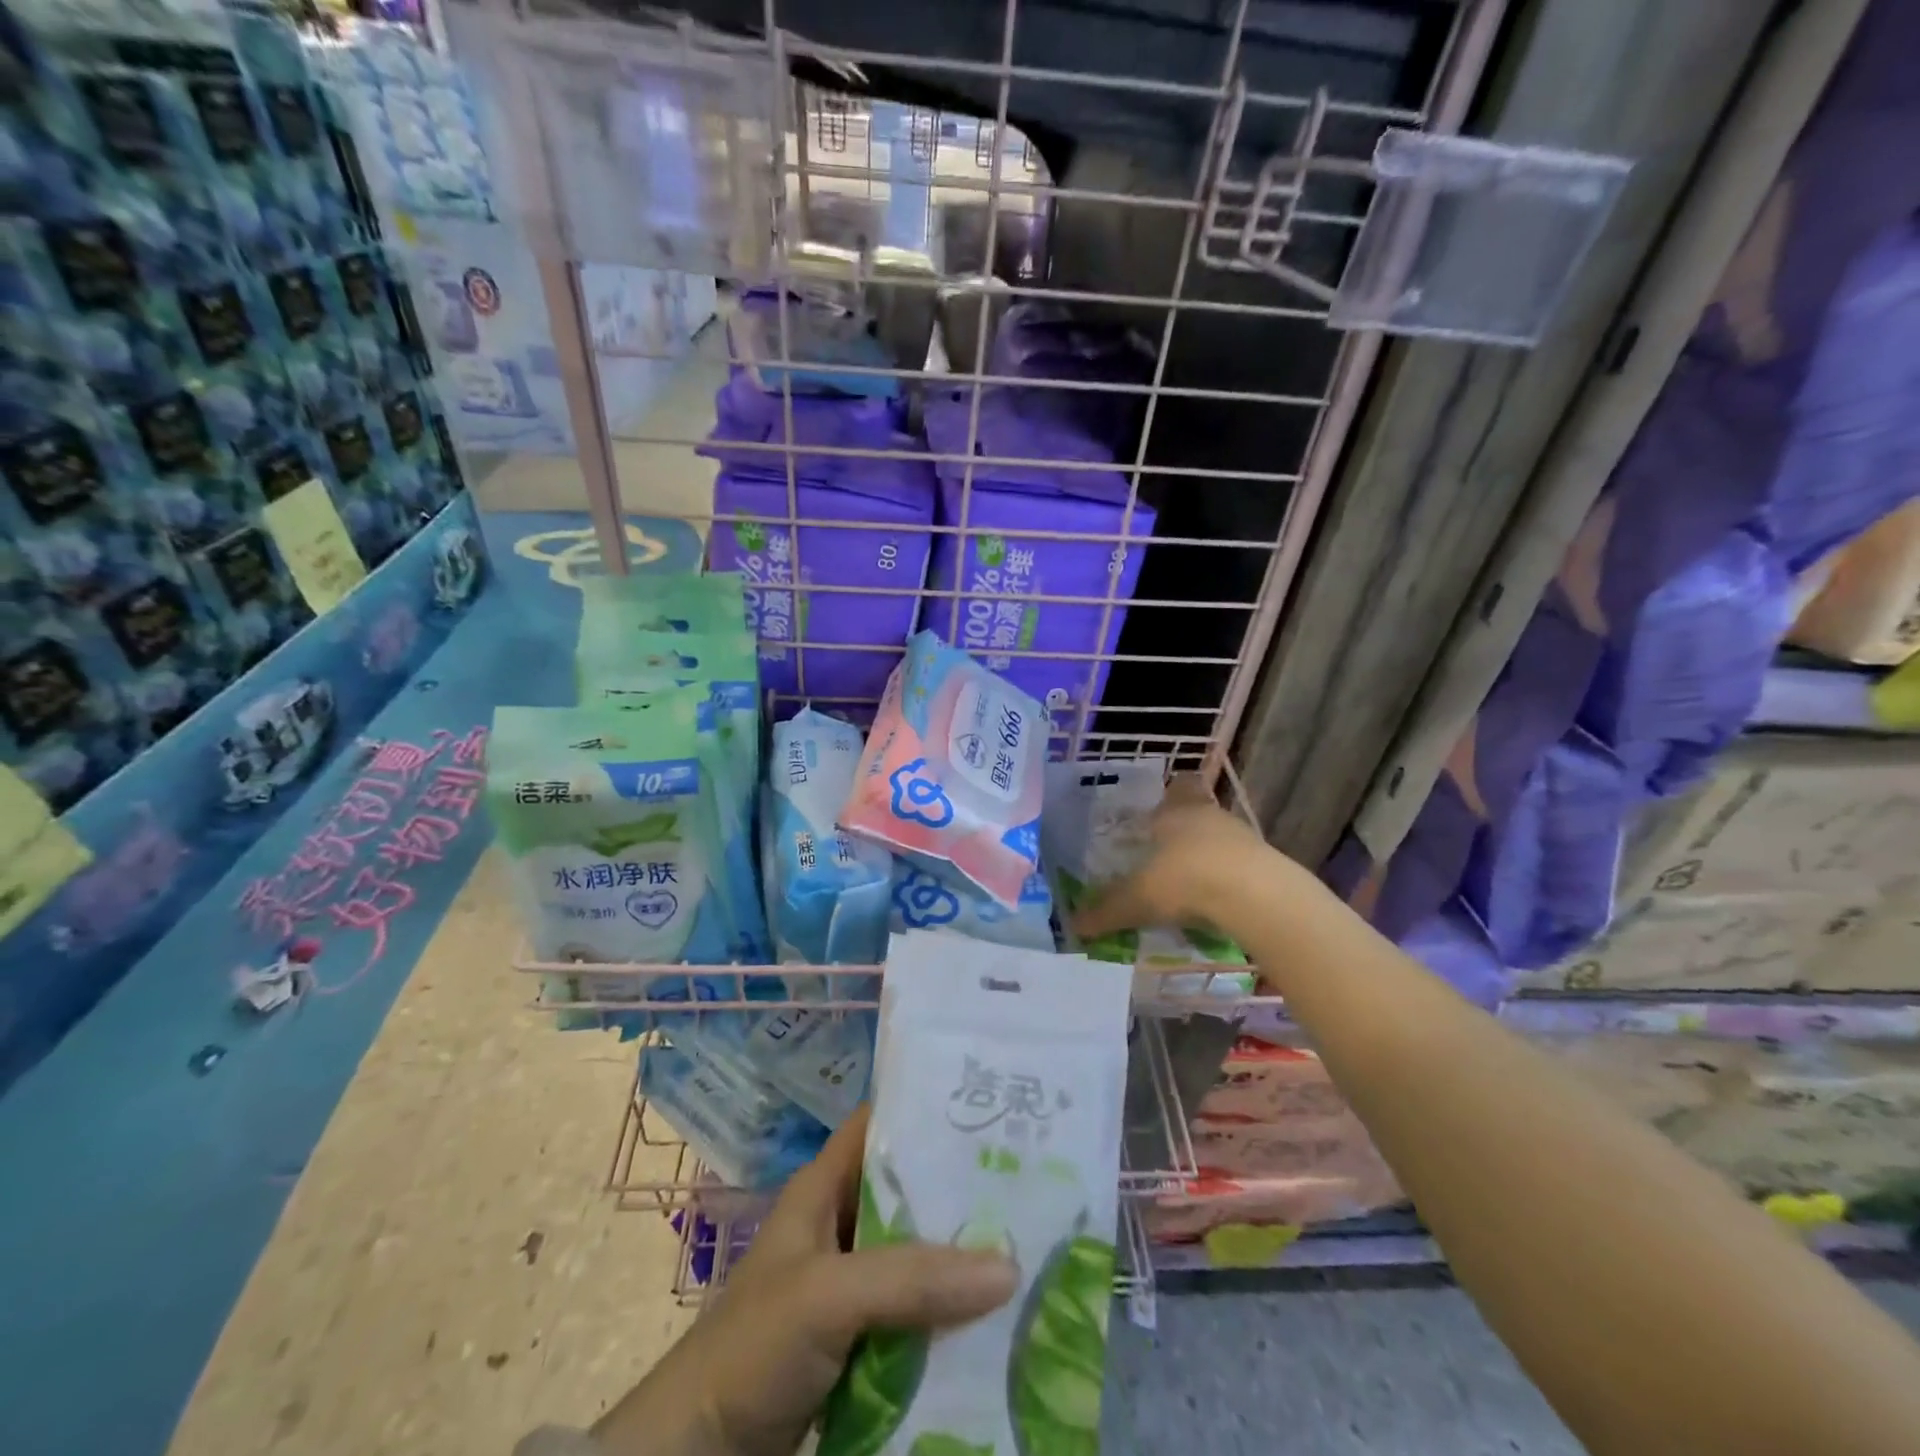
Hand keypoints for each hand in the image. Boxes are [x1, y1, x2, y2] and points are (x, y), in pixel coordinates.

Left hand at [595, 1106, 1016, 1455]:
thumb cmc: (753, 1346)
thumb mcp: (828, 1295)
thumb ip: (912, 1278)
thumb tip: (1009, 1267)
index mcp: (823, 1187)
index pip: (882, 1124)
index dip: (929, 1109)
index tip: (991, 1106)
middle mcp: (840, 1225)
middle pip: (911, 1191)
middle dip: (963, 1188)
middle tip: (1033, 1180)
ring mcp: (850, 1286)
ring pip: (918, 1255)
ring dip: (963, 1256)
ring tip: (1032, 1242)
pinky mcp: (860, 1340)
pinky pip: (916, 1313)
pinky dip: (951, 1313)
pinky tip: (999, 1314)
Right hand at [1071, 776, 1278, 942]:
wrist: (1255, 897)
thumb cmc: (1185, 878)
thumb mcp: (1137, 898)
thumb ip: (1106, 911)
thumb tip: (1074, 926)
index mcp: (1178, 811)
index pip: (1180, 786)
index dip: (1172, 793)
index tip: (1161, 809)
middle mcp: (1212, 816)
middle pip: (1200, 812)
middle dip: (1184, 831)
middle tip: (1164, 853)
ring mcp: (1244, 839)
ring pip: (1222, 840)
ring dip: (1208, 857)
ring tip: (1188, 885)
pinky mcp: (1267, 866)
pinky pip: (1240, 868)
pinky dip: (1227, 882)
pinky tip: (1214, 904)